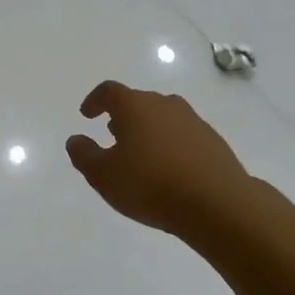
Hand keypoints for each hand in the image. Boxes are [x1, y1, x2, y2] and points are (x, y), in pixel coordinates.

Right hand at [66, 81, 253, 237]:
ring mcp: (193, 120)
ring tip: (141, 154)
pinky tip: (169, 169)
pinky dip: (171, 145)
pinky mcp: (213, 141)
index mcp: (135, 106)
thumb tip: (76, 139)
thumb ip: (84, 155)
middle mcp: (164, 105)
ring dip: (148, 130)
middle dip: (123, 116)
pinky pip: (183, 135)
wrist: (218, 203)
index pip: (109, 91)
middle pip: (138, 102)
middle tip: (112, 135)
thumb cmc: (150, 184)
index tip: (87, 115)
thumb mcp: (103, 175)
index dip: (94, 101)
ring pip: (163, 118)